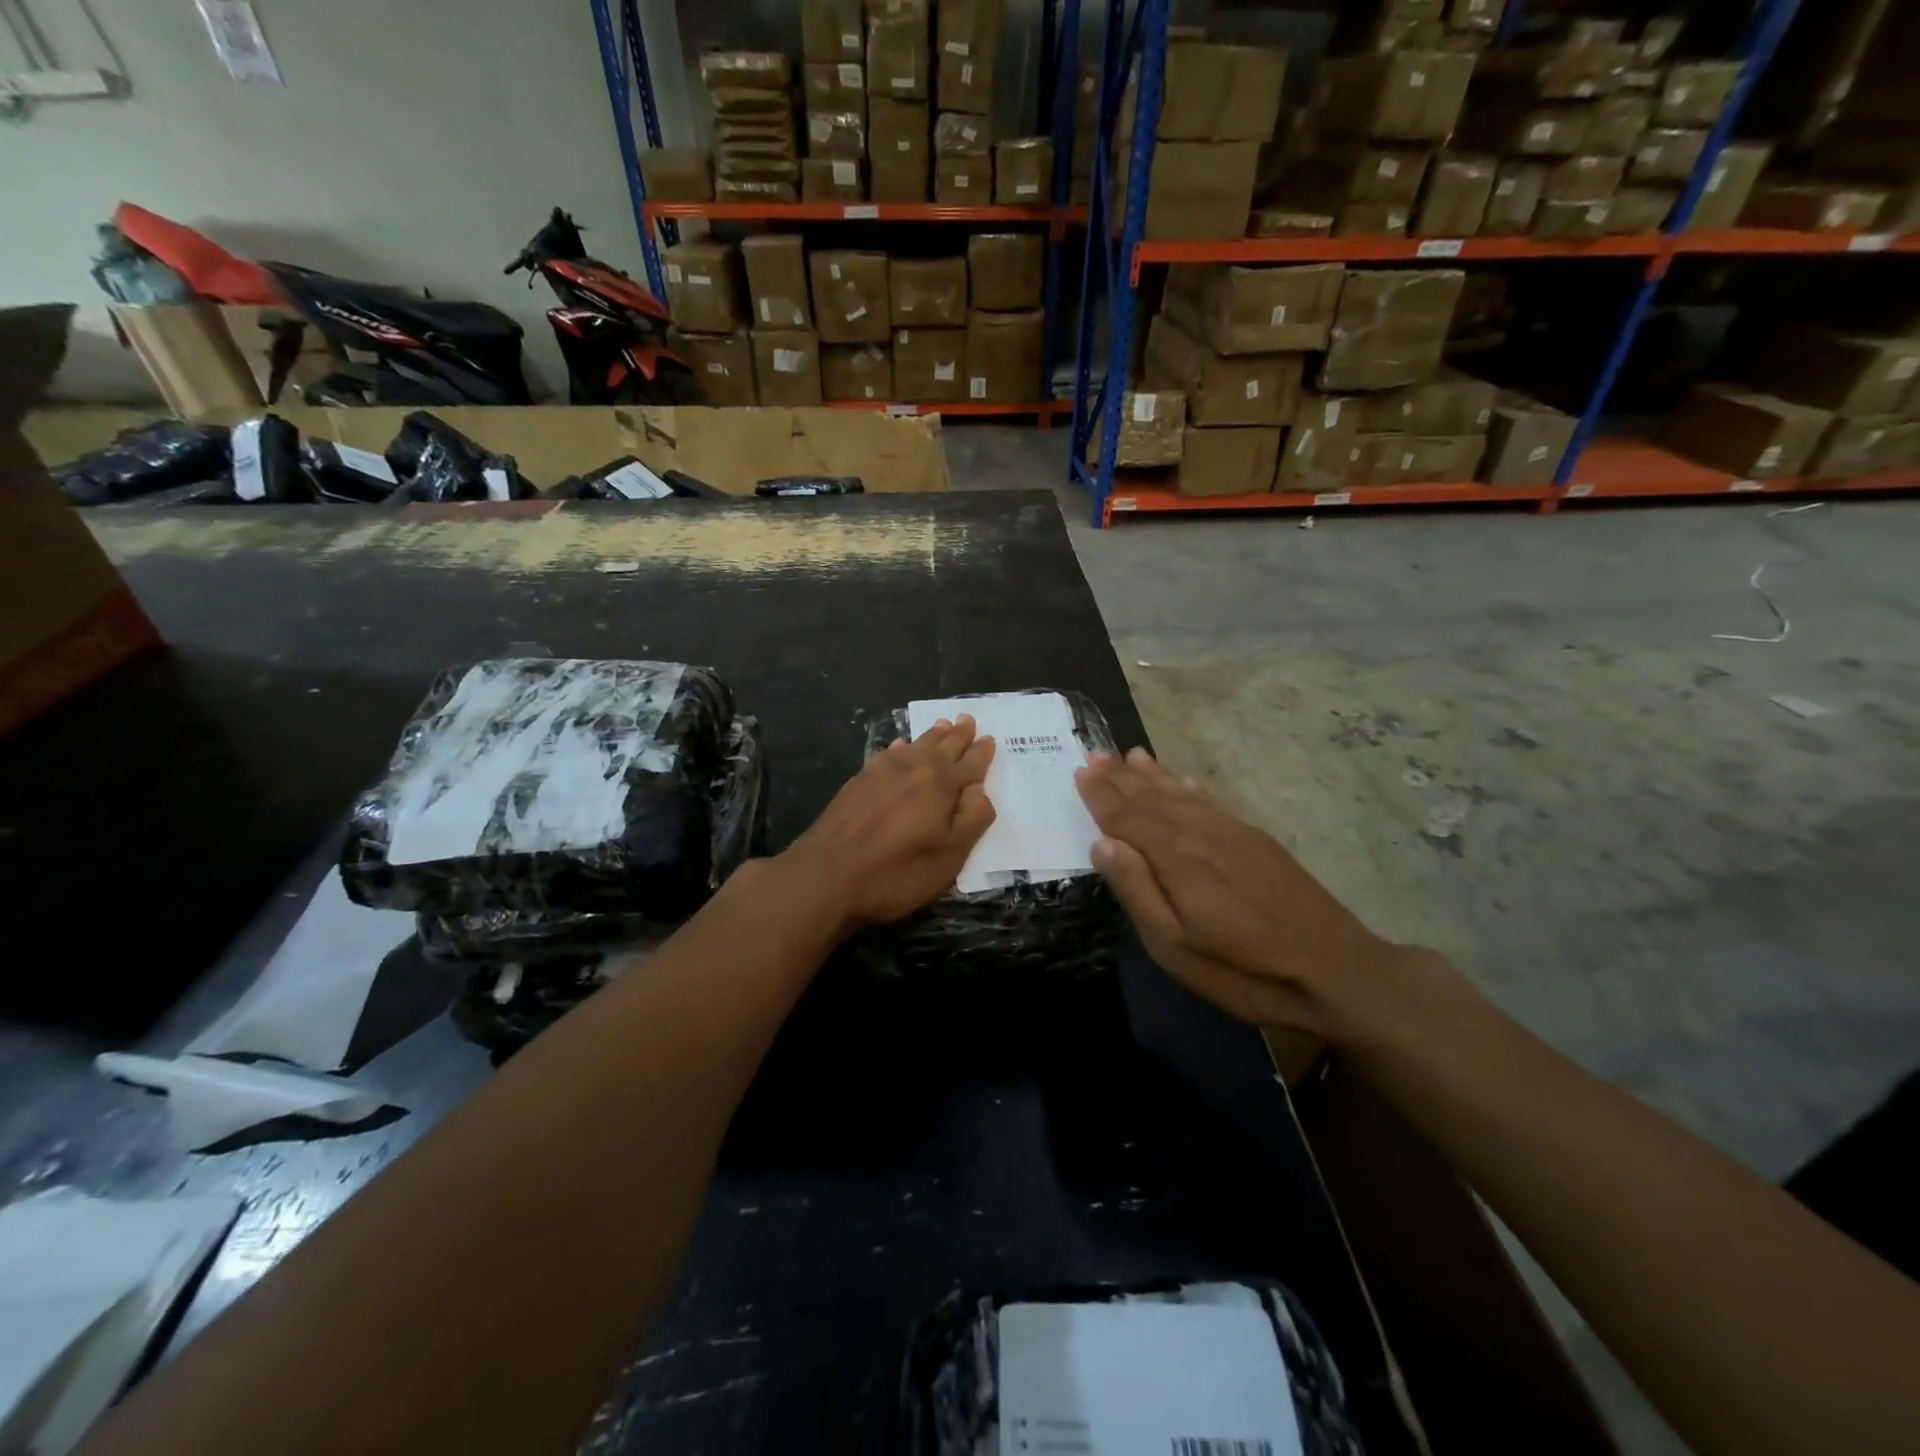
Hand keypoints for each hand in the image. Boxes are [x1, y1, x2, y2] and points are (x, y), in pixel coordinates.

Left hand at [780, 716, 995, 931]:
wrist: (828, 873)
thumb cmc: (897, 872)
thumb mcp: (949, 857)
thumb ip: (972, 820)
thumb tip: (980, 789)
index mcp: (942, 785)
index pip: (970, 764)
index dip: (981, 754)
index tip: (989, 739)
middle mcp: (915, 768)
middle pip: (943, 747)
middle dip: (958, 735)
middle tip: (967, 719)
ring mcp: (883, 771)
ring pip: (916, 745)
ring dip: (932, 735)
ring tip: (943, 724)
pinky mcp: (859, 780)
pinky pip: (888, 753)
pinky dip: (900, 746)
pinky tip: (900, 744)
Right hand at [1074, 748, 1404, 1039]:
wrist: (1335, 970)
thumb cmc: (1243, 969)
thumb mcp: (1174, 946)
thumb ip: (1136, 890)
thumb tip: (1102, 843)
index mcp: (1176, 856)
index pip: (1128, 817)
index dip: (1101, 796)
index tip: (1080, 772)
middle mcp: (1201, 832)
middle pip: (1152, 797)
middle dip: (1121, 777)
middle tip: (1095, 754)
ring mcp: (1233, 832)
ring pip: (1182, 793)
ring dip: (1153, 775)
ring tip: (1131, 756)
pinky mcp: (1256, 840)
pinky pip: (1211, 801)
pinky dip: (1189, 787)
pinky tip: (1183, 781)